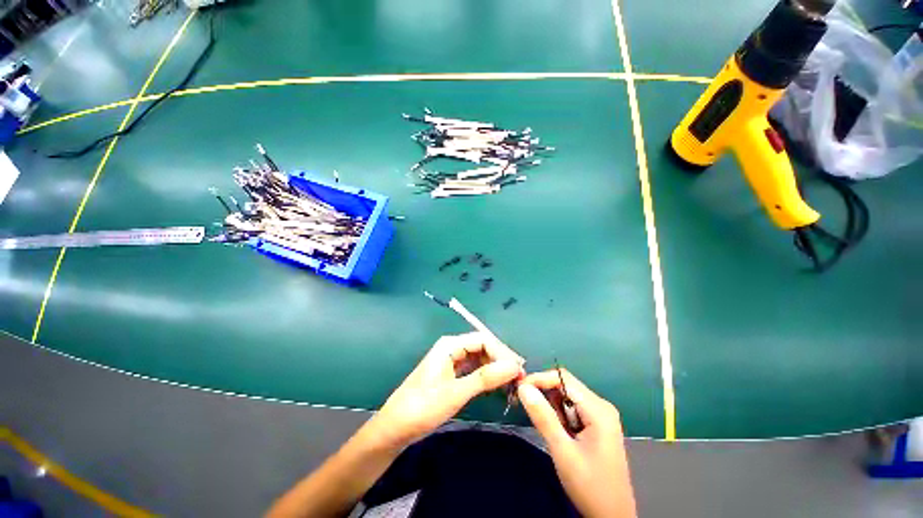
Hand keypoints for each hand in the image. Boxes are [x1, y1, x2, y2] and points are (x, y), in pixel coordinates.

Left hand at [366, 332, 523, 449]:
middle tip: (518, 381)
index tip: (519, 372)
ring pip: (480, 359)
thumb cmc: (423, 408)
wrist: (395, 428)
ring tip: (511, 386)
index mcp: (450, 345)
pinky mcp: (451, 374)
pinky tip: (496, 388)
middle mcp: (452, 348)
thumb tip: (514, 366)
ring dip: (495, 370)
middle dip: (501, 361)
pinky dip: (486, 378)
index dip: (503, 353)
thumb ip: (485, 378)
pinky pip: (474, 370)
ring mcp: (451, 361)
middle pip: (483, 347)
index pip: (484, 340)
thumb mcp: (456, 393)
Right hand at [518, 370, 636, 517]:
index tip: (519, 388)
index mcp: (598, 409)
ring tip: (544, 426)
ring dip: (551, 407)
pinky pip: (571, 409)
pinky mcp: (596, 425)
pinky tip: (557, 433)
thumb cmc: (590, 486)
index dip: (539, 379)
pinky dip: (559, 416)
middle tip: (524, 406)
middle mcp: (601, 406)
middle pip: (565, 386)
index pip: (563, 378)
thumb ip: (543, 417)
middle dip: (544, 393)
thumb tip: (523, 387)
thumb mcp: (563, 451)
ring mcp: (600, 416)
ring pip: (566, 397)